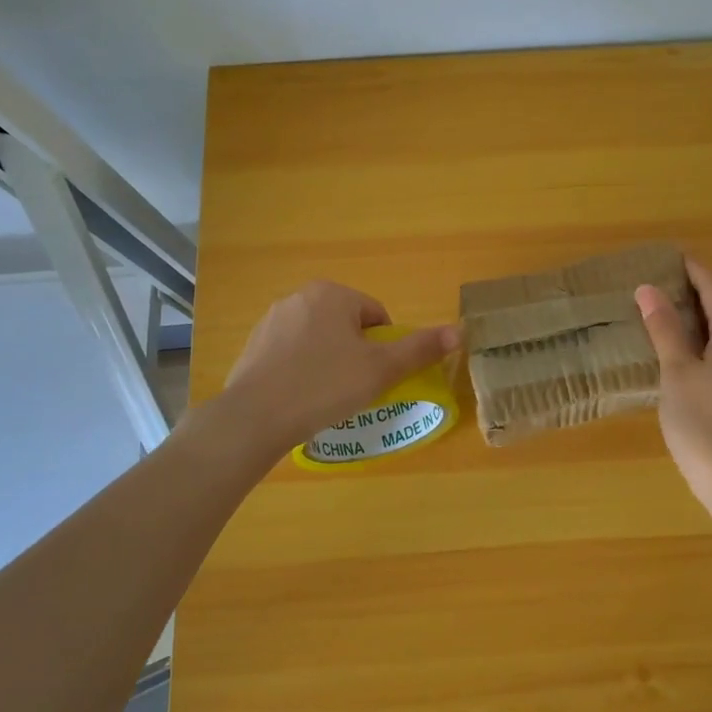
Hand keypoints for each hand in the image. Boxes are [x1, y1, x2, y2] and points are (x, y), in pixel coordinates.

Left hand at [219, 281, 460, 455]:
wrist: (254, 418)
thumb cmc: (324, 386)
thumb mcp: (381, 370)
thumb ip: (420, 349)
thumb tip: (459, 331)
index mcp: (332, 294)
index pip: (376, 316)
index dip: (384, 348)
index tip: (376, 377)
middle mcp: (299, 297)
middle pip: (346, 326)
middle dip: (356, 354)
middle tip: (355, 388)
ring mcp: (271, 321)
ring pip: (318, 340)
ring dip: (329, 362)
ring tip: (327, 397)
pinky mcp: (252, 346)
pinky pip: (291, 355)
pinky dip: (302, 371)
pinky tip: (300, 399)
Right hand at [637, 258, 711, 509]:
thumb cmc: (705, 424)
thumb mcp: (677, 373)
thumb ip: (664, 329)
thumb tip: (648, 288)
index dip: (694, 268)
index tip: (671, 253)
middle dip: (698, 288)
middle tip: (664, 279)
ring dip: (703, 313)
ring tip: (670, 309)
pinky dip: (709, 336)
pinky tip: (689, 349)